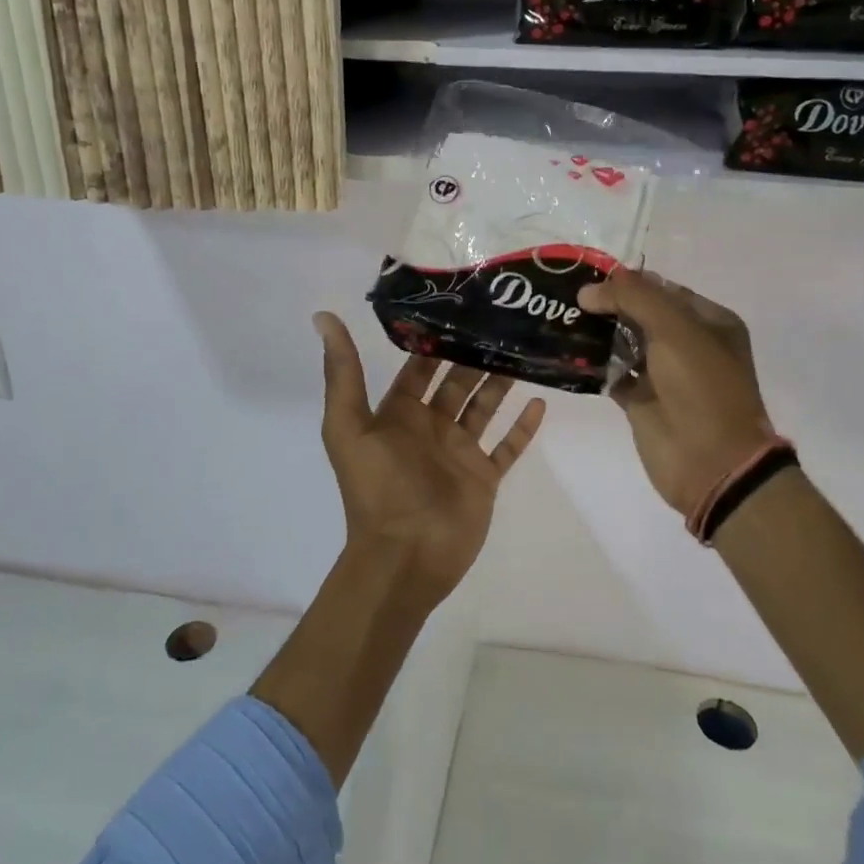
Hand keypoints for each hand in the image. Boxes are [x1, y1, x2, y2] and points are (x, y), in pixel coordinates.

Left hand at [313, 313, 545, 602]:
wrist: (405, 556)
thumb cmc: (377, 488)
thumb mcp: (349, 426)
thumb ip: (342, 373)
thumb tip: (323, 316)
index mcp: (398, 414)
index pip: (419, 368)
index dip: (434, 340)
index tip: (458, 307)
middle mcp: (430, 427)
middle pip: (456, 383)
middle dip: (474, 355)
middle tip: (502, 323)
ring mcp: (460, 453)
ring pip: (485, 407)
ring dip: (501, 382)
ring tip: (524, 351)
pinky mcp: (484, 477)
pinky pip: (508, 447)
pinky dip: (523, 427)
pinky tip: (540, 402)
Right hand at [578, 270, 775, 518]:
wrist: (711, 463)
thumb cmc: (702, 388)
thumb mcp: (675, 330)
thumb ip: (633, 299)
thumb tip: (587, 290)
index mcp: (710, 322)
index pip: (664, 289)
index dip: (629, 281)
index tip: (588, 276)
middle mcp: (688, 344)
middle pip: (641, 314)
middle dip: (608, 304)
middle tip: (566, 295)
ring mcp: (663, 374)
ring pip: (624, 342)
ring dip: (597, 332)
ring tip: (560, 317)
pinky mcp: (640, 401)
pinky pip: (612, 373)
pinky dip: (592, 364)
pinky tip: (566, 351)